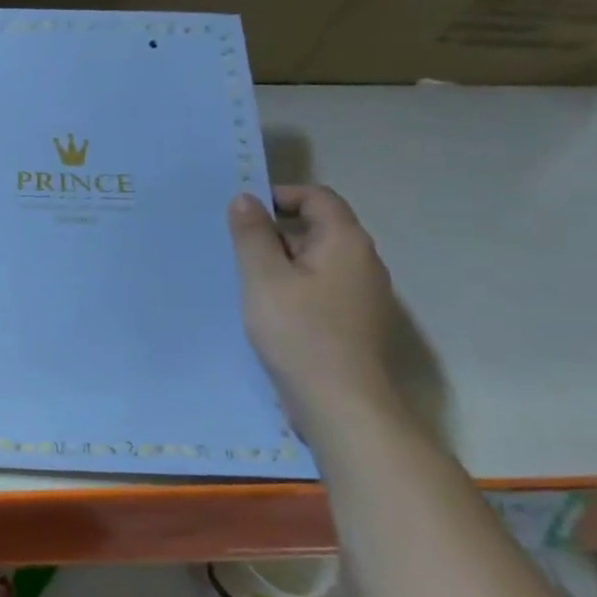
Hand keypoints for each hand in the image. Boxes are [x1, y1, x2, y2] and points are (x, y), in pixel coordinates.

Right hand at [227, 185, 400, 428]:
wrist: (340, 400)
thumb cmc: (299, 331)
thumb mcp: (263, 278)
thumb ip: (252, 236)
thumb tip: (244, 198)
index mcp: (345, 242)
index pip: (318, 197)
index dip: (280, 196)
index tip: (241, 212)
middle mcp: (362, 261)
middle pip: (318, 227)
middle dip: (275, 231)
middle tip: (233, 247)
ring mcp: (362, 293)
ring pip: (317, 260)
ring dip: (281, 261)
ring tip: (244, 278)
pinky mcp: (353, 320)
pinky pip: (320, 287)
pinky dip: (292, 285)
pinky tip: (266, 307)